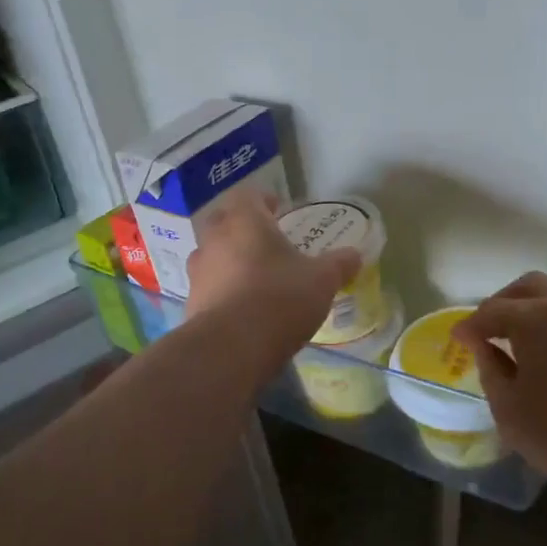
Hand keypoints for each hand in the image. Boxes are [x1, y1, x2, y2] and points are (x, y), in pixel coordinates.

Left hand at [185, 187, 361, 341]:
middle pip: (225, 222)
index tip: (278, 210)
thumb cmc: (279, 298)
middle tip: (266, 243)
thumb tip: (355, 255)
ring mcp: (198, 272)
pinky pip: (209, 288)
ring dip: (230, 261)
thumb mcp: (322, 280)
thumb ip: (339, 264)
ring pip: (213, 256)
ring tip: (255, 278)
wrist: (231, 348)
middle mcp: (214, 240)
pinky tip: (242, 309)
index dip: (264, 201)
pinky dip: (223, 291)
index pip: (249, 196)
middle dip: (243, 229)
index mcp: (244, 222)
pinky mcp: (191, 304)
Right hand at [452, 273, 546, 495]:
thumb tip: (483, 345)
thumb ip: (490, 369)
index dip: (471, 324)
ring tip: (528, 334)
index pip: (492, 310)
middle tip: (491, 328)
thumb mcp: (510, 411)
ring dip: (539, 305)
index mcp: (535, 318)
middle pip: (529, 286)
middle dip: (504, 302)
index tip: (459, 338)